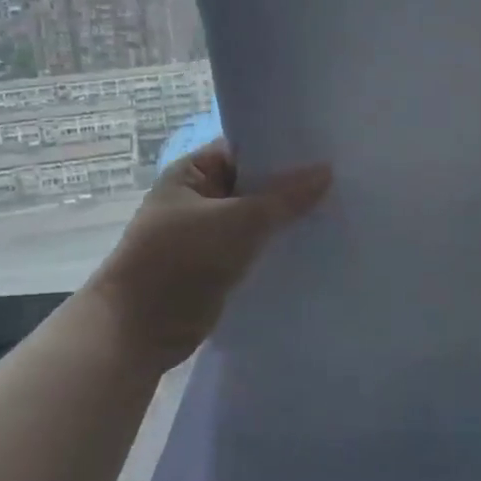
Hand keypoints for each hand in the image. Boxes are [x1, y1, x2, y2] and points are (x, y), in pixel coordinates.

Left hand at [91, 140, 330, 373]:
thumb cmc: (181, 261)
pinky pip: (255, 247)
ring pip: (257, 218)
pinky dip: (277, 245)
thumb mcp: (239, 221)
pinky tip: (314, 243)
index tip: (325, 149)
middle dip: (291, 186)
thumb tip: (327, 170)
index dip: (282, 149)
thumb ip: (285, 197)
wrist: (138, 330)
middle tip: (342, 179)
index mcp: (192, 173)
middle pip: (254, 184)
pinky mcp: (217, 266)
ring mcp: (207, 234)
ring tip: (338, 209)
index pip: (245, 149)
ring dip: (287, 218)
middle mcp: (199, 198)